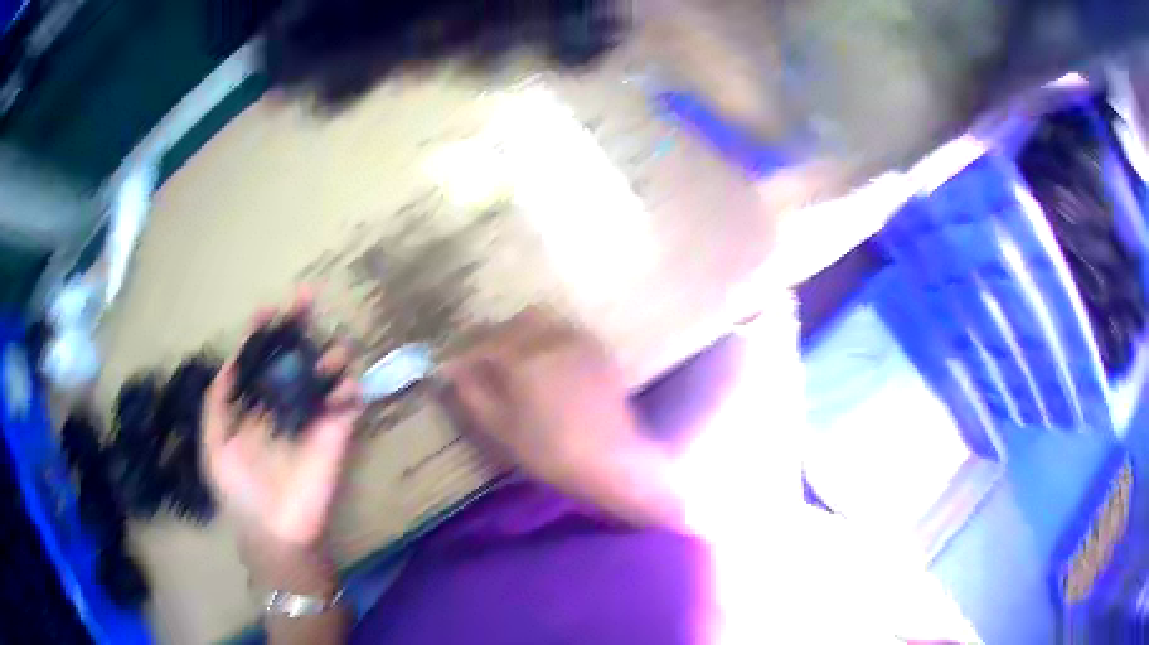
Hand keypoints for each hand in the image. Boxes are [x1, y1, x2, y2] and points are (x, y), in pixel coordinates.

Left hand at [201, 295, 361, 553]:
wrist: (273, 531)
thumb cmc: (238, 491)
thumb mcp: (214, 445)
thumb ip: (217, 403)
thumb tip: (230, 362)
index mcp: (253, 404)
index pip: (259, 359)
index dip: (262, 334)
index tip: (266, 309)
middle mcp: (282, 403)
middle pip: (292, 356)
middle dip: (299, 327)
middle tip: (306, 298)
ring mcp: (310, 418)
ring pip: (322, 375)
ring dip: (329, 356)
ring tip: (331, 352)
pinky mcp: (335, 436)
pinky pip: (346, 406)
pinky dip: (350, 390)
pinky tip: (346, 385)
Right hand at [443, 309, 679, 525]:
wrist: (612, 460)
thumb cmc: (551, 451)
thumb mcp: (501, 428)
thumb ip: (473, 393)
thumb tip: (454, 370)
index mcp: (523, 357)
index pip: (483, 343)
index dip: (464, 354)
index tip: (451, 367)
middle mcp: (551, 338)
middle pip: (513, 324)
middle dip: (494, 338)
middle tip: (485, 363)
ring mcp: (579, 341)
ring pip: (542, 322)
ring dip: (522, 335)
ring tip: (515, 363)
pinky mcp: (599, 351)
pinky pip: (566, 333)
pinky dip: (548, 341)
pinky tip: (548, 366)